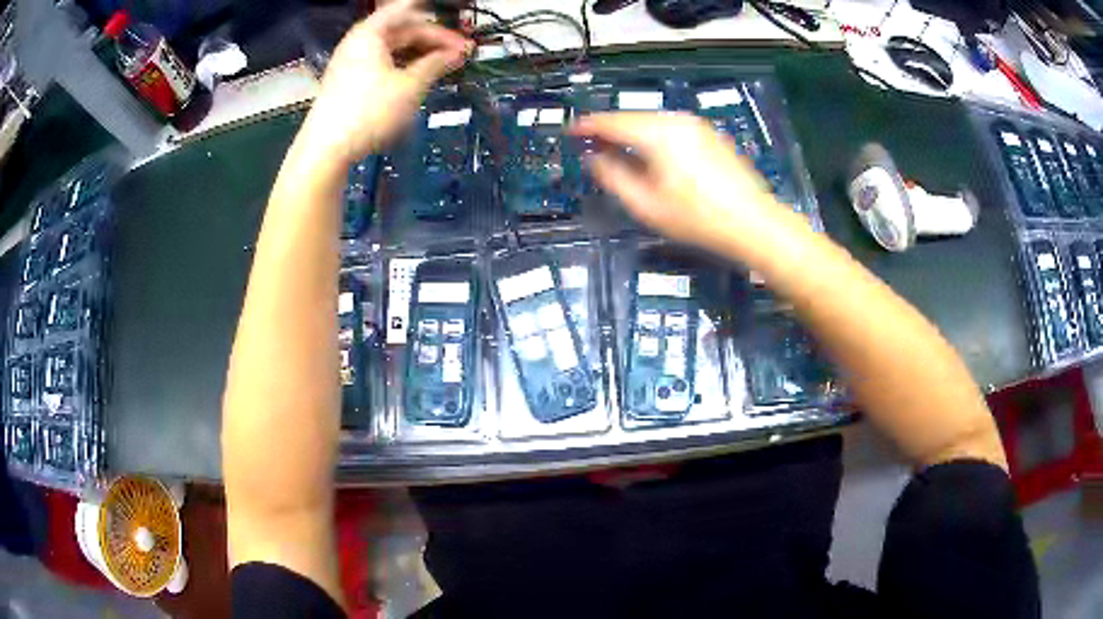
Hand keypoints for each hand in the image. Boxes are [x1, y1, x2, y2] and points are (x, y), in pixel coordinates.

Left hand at [298, 0, 469, 164]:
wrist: (327, 149)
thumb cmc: (369, 110)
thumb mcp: (410, 86)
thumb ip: (436, 64)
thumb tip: (458, 53)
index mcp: (371, 33)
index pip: (406, 9)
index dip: (433, 14)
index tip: (458, 21)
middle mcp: (360, 42)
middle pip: (402, 30)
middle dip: (433, 39)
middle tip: (461, 53)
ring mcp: (352, 63)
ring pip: (393, 49)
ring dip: (420, 55)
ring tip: (445, 67)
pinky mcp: (349, 83)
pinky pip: (383, 64)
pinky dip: (403, 67)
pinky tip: (419, 79)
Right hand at [571, 112, 789, 258]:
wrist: (754, 222)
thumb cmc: (698, 218)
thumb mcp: (646, 204)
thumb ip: (613, 176)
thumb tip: (594, 158)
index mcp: (658, 133)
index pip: (612, 122)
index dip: (587, 126)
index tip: (570, 132)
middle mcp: (676, 120)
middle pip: (632, 118)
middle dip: (609, 130)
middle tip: (589, 144)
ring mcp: (696, 125)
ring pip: (651, 122)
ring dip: (630, 133)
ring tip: (615, 150)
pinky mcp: (709, 135)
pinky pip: (670, 128)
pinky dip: (651, 136)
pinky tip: (648, 153)